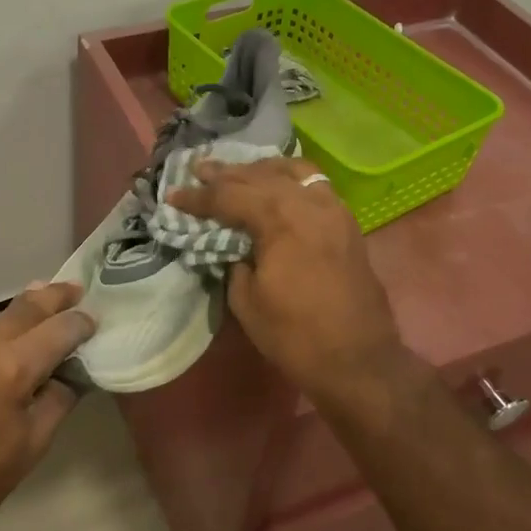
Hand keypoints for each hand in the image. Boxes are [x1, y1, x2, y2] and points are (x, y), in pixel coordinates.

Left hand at [0, 283, 94, 530]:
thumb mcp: (32, 445)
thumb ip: (58, 399)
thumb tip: (71, 374)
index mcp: (9, 366)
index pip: (59, 330)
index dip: (81, 323)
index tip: (97, 319)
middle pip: (26, 307)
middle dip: (55, 296)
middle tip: (77, 288)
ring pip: (0, 318)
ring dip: (26, 313)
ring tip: (49, 308)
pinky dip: (2, 332)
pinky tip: (13, 340)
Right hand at [168, 158, 407, 405]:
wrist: (358, 361)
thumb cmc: (295, 335)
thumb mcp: (247, 300)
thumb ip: (234, 260)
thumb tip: (231, 243)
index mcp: (281, 220)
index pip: (230, 195)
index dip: (198, 197)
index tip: (173, 194)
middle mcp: (310, 203)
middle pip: (261, 176)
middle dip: (226, 173)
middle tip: (198, 169)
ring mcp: (334, 209)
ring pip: (293, 172)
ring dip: (261, 170)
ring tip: (238, 172)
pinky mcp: (347, 223)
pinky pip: (315, 185)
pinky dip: (290, 179)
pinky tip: (277, 186)